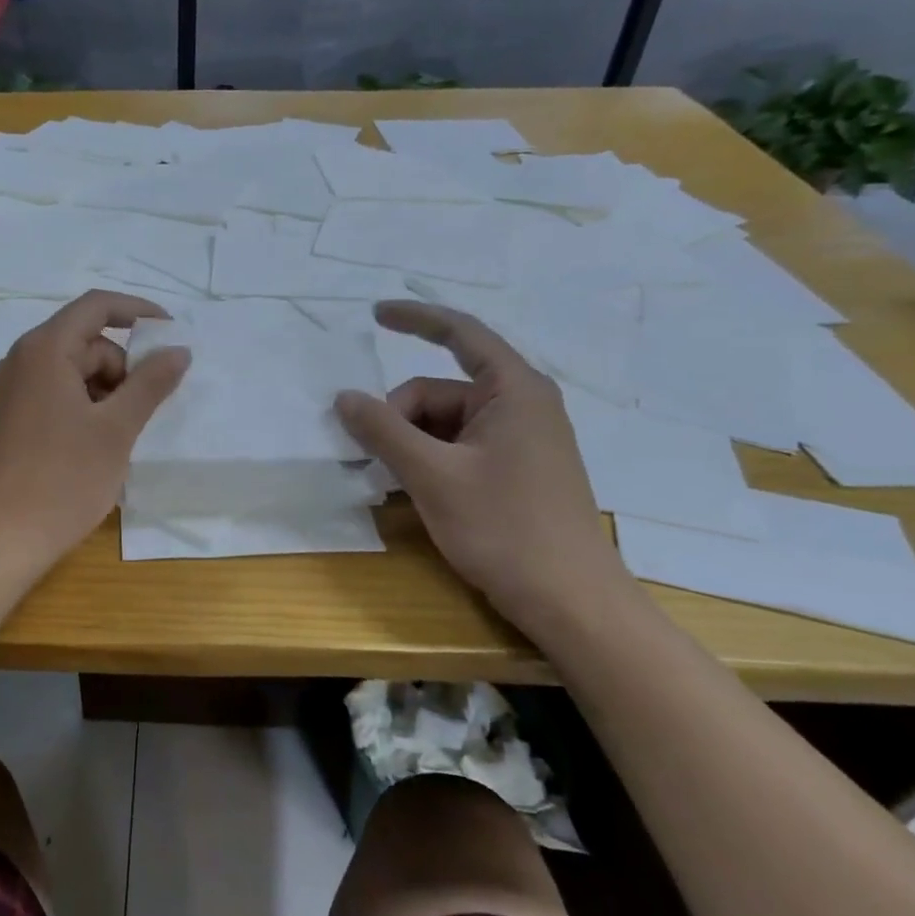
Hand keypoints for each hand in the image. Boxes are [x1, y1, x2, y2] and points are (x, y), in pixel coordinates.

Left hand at [0, 290, 190, 575]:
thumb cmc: (62, 480)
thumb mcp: (116, 429)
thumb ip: (151, 383)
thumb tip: (178, 350)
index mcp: (44, 349)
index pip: (97, 306)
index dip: (139, 311)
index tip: (172, 334)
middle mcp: (21, 360)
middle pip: (85, 342)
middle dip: (122, 368)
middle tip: (140, 414)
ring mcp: (9, 391)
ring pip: (71, 372)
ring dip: (104, 393)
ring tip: (116, 440)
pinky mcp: (6, 418)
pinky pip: (53, 394)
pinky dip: (82, 408)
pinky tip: (92, 448)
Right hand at [335, 301, 626, 625]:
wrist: (570, 601)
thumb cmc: (505, 528)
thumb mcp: (432, 476)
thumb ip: (384, 431)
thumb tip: (343, 397)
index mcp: (513, 390)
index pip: (460, 333)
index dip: (415, 318)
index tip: (373, 314)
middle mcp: (520, 406)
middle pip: (439, 391)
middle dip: (399, 417)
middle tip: (373, 460)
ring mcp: (519, 440)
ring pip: (444, 423)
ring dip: (410, 444)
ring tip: (391, 482)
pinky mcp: (515, 470)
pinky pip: (459, 447)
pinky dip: (429, 460)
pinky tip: (414, 490)